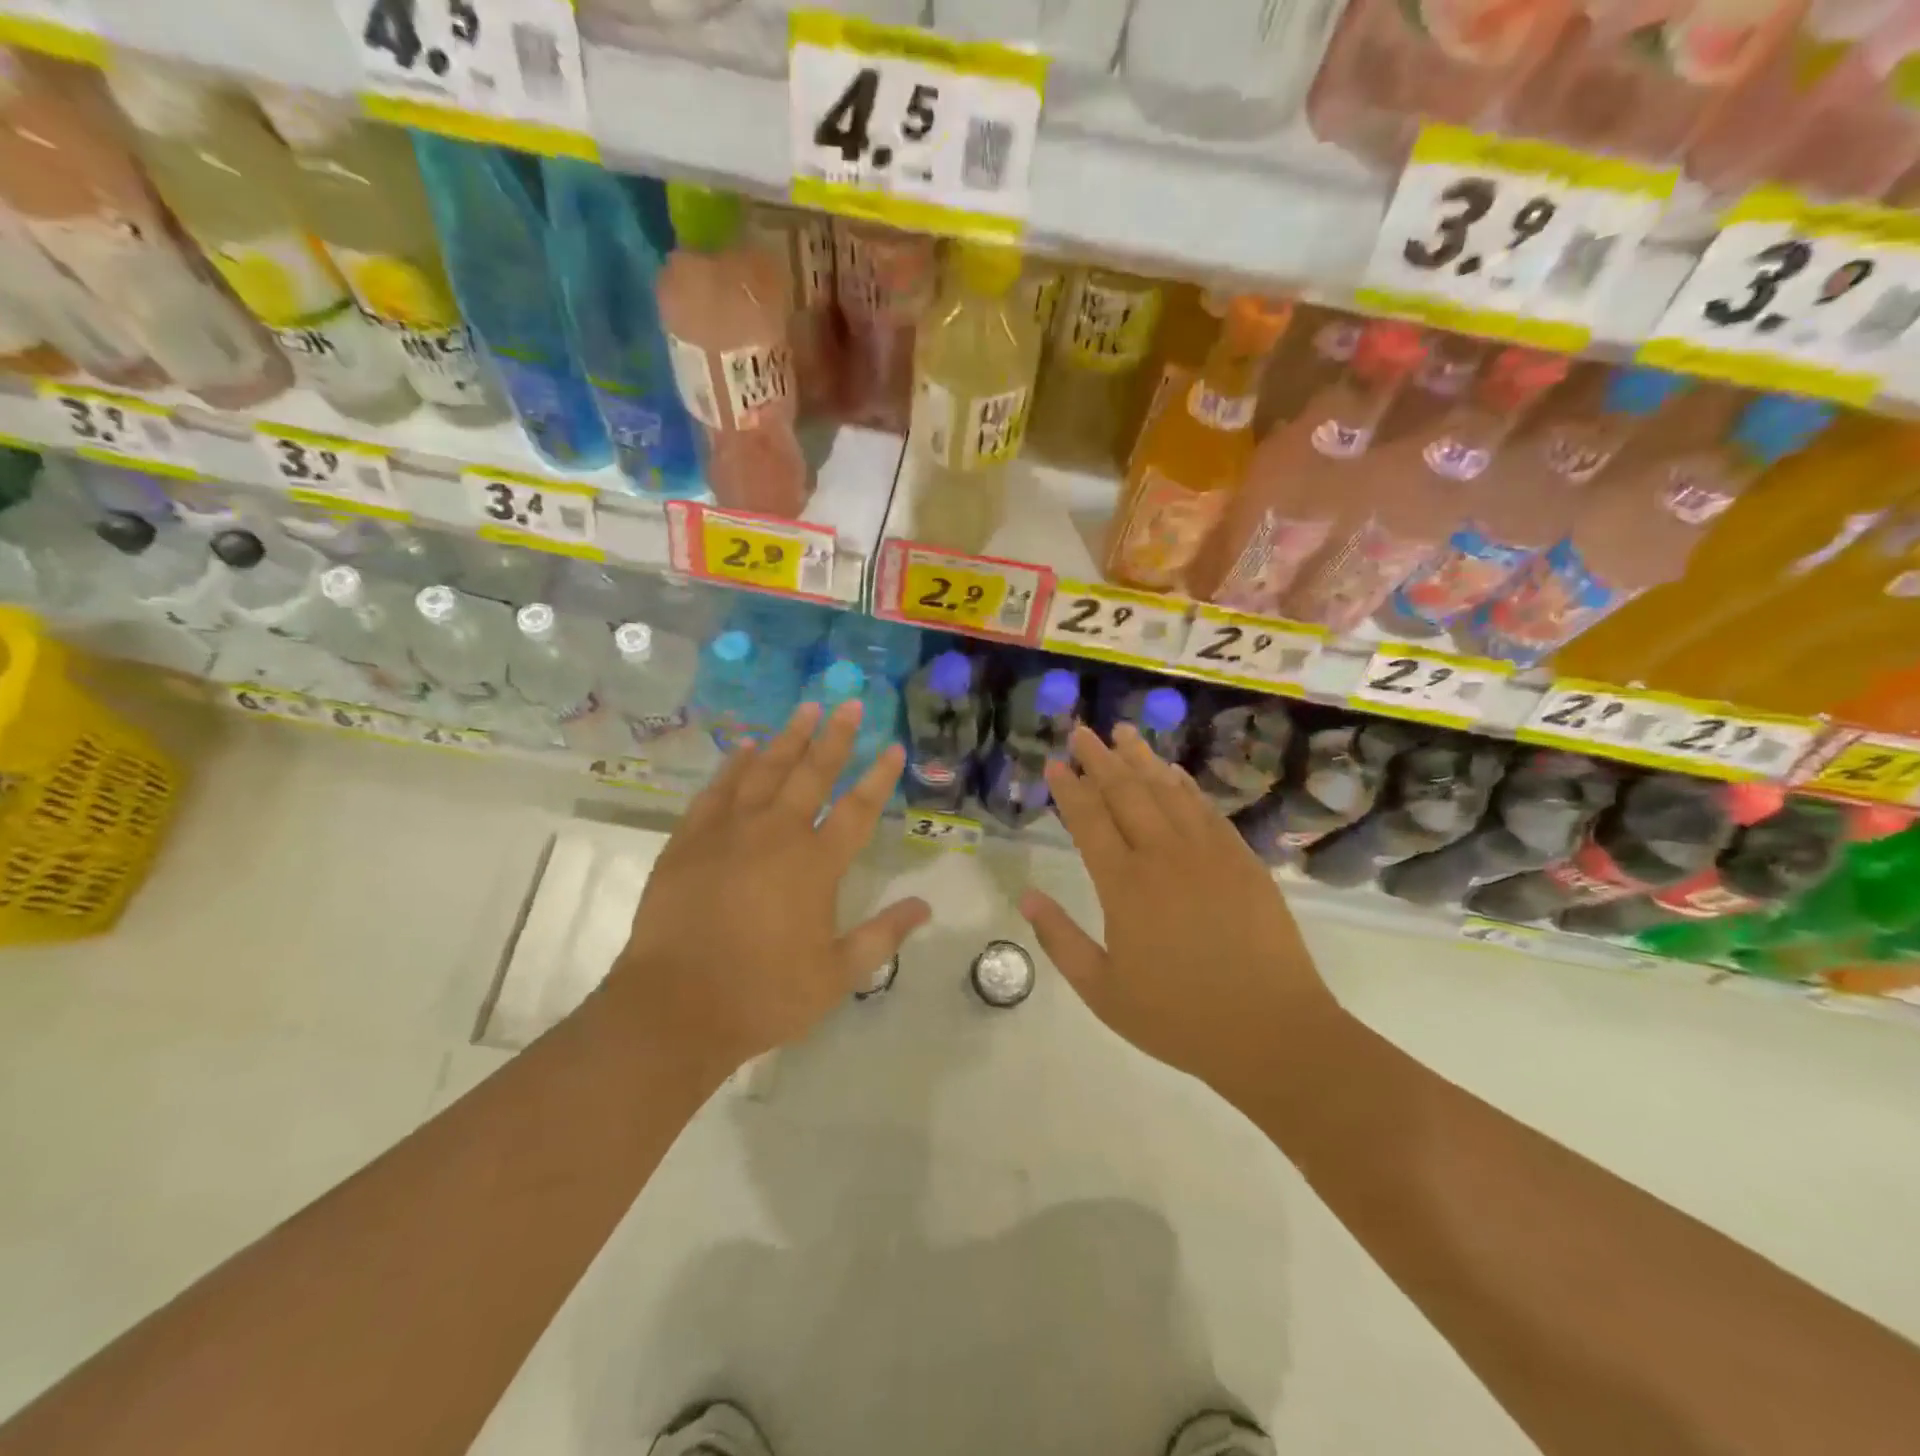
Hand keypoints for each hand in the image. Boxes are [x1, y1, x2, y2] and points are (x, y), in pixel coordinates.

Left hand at [604, 701, 930, 1078]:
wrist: (674, 1008)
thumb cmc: (764, 994)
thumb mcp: (837, 974)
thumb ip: (883, 935)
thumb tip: (926, 906)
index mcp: (816, 864)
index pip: (858, 809)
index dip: (878, 776)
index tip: (893, 747)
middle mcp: (776, 834)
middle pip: (812, 774)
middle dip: (835, 737)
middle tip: (850, 704)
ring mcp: (728, 832)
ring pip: (765, 771)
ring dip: (788, 738)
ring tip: (805, 709)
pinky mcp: (689, 840)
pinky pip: (717, 790)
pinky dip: (734, 765)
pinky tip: (745, 747)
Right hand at [1019, 724, 1341, 1099]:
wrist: (1272, 1032)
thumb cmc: (1179, 1018)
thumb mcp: (1103, 991)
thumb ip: (1060, 940)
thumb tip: (1026, 898)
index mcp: (1125, 886)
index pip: (1090, 821)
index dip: (1070, 789)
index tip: (1056, 763)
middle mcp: (1164, 856)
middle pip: (1126, 793)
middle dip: (1100, 759)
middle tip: (1082, 731)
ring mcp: (1208, 854)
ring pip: (1168, 791)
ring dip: (1142, 759)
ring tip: (1124, 733)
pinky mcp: (1243, 860)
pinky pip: (1206, 810)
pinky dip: (1185, 786)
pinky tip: (1174, 772)